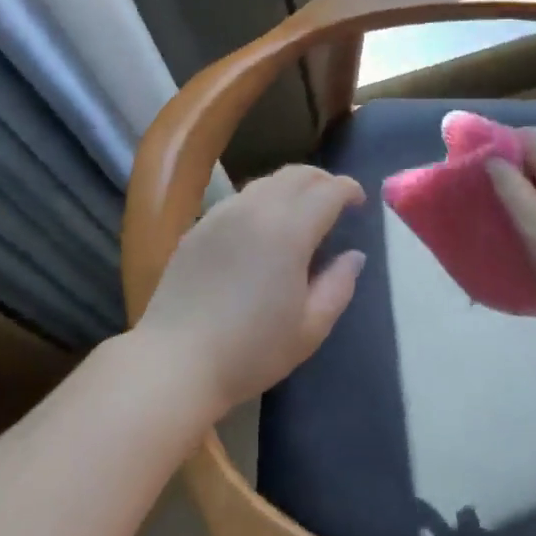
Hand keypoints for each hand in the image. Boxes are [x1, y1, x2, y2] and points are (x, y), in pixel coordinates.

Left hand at [135, 165, 365, 415]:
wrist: (175, 361)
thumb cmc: (250, 350)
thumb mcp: (309, 328)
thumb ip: (338, 285)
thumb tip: (353, 256)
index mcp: (289, 229)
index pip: (328, 190)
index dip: (349, 190)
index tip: (360, 203)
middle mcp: (256, 208)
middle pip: (297, 174)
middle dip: (323, 180)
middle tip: (336, 201)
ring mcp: (223, 213)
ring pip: (267, 181)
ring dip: (292, 187)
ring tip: (302, 212)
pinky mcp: (200, 225)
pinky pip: (241, 198)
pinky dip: (263, 200)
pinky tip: (263, 228)